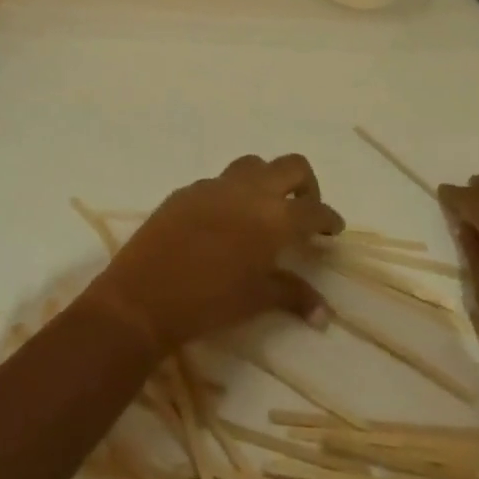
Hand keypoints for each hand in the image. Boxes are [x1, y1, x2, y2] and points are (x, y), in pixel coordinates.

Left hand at [86, 154, 344, 355]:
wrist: (144, 295)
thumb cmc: (209, 302)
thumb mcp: (257, 299)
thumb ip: (293, 295)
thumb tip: (324, 313)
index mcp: (272, 217)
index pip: (313, 209)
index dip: (328, 218)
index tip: (333, 229)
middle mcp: (249, 190)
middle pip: (291, 166)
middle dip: (305, 184)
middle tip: (305, 211)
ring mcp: (216, 185)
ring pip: (254, 165)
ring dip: (268, 181)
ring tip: (265, 211)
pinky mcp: (189, 189)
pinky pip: (221, 182)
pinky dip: (234, 194)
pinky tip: (226, 222)